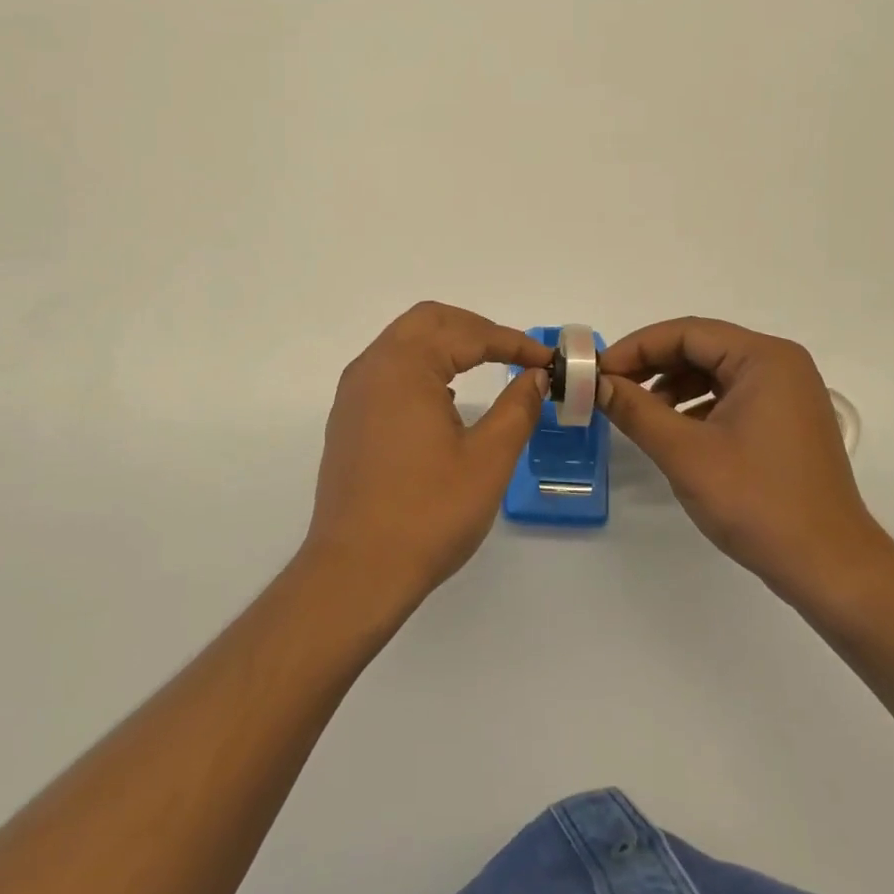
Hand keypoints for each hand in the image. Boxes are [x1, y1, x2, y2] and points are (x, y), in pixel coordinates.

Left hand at [304, 303, 551, 613]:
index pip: (467, 334)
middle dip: (475, 329)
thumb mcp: (488, 459)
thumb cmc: (428, 513)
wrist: (356, 571)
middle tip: (515, 353)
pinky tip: (447, 398)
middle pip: (428, 321)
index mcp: (404, 367)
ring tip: (487, 367)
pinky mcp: (347, 420)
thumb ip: (517, 407)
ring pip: (404, 343)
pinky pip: (388, 371)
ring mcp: (353, 394)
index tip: (546, 361)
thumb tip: (535, 377)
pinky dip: (423, 368)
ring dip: (447, 345)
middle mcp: (372, 368)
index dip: (512, 342)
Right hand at [598, 317, 893, 610]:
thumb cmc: (756, 502)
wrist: (828, 567)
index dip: (636, 348)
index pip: (686, 333)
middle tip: (609, 390)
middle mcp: (781, 365)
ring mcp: (788, 394)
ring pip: (714, 373)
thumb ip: (635, 410)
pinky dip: (695, 407)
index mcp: (764, 359)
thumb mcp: (685, 453)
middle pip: (701, 348)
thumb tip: (596, 383)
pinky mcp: (786, 422)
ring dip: (671, 387)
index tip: (598, 373)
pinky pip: (731, 397)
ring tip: (637, 414)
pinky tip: (673, 432)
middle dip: (651, 366)